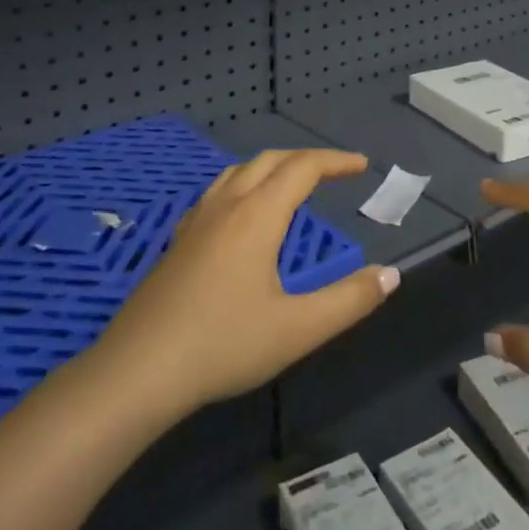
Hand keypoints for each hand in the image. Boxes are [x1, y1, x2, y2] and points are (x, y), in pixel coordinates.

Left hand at [90, 149, 398, 419]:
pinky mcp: (177, 241)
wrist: (138, 370)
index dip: (335, 161)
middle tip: (335, 171)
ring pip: (238, 173)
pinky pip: (216, 193)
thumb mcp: (298, 329)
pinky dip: (243, 186)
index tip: (362, 165)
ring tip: (292, 185)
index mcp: (257, 216)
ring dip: (271, 168)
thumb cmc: (223, 345)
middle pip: (269, 161)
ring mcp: (196, 221)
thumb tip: (390, 275)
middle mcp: (226, 206)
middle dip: (306, 159)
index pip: (302, 169)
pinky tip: (240, 216)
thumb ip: (349, 300)